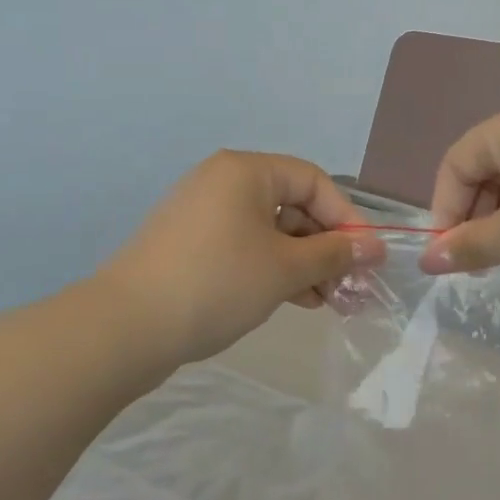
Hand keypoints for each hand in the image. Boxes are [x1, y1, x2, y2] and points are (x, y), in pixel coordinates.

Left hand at [100, 151, 385, 366]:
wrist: (126, 327)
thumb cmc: (217, 283)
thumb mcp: (286, 268)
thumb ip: (334, 254)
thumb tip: (373, 247)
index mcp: (246, 171)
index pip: (315, 182)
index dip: (348, 219)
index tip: (369, 259)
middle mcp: (224, 182)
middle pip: (294, 206)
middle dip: (327, 248)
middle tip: (352, 287)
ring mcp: (203, 215)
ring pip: (271, 232)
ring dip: (305, 264)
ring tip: (329, 302)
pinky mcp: (191, 246)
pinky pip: (246, 247)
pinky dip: (274, 269)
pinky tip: (296, 300)